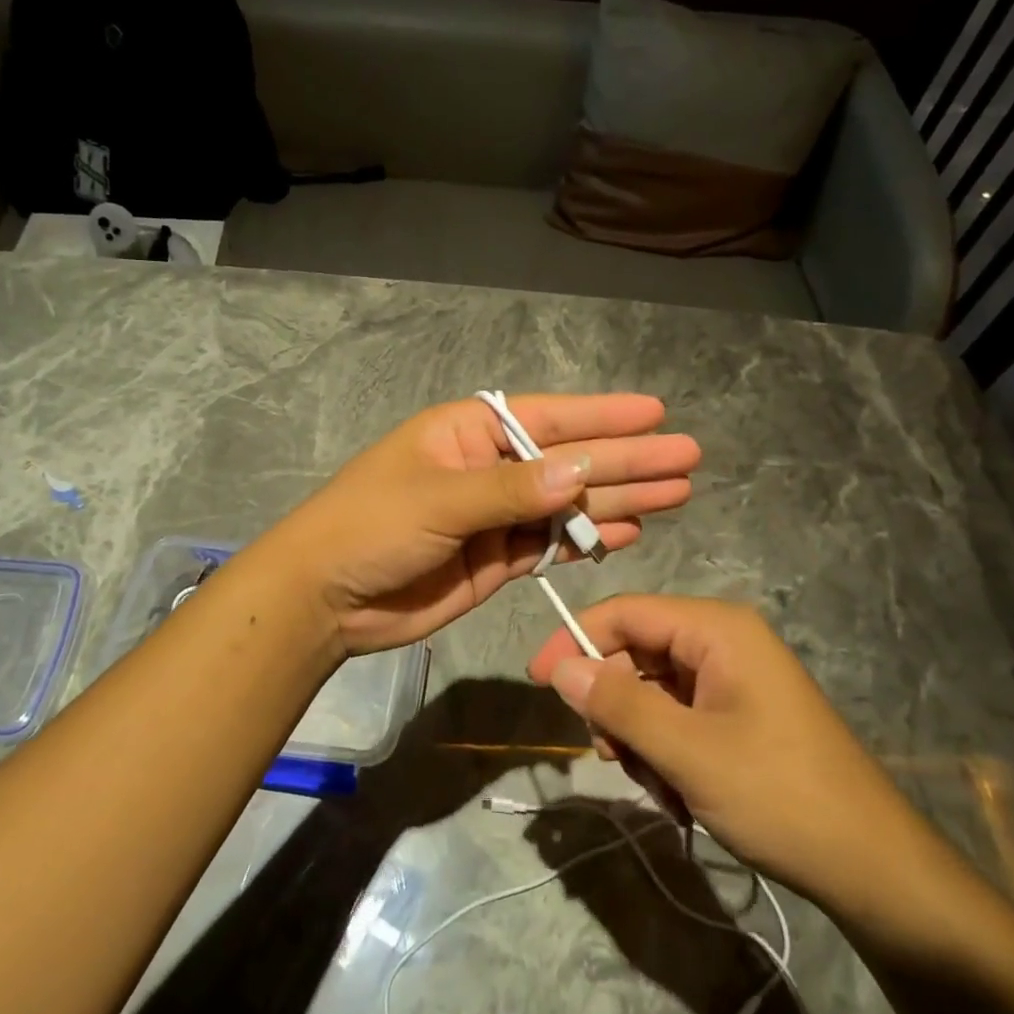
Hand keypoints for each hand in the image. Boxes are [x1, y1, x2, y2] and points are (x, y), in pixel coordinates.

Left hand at [260, 395, 699, 655]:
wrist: (326, 599)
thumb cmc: (371, 526)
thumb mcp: (439, 499)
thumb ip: (511, 490)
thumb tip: (581, 470)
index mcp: (470, 433)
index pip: (549, 419)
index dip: (604, 417)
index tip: (656, 414)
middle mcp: (490, 468)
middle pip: (570, 461)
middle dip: (627, 460)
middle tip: (687, 458)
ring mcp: (496, 516)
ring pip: (569, 504)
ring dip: (619, 500)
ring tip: (677, 494)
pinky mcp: (498, 559)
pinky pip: (552, 543)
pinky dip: (587, 539)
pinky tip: (628, 533)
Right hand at [527, 595, 933, 913]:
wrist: (874, 869)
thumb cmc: (780, 797)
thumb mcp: (688, 751)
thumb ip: (619, 703)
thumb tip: (559, 667)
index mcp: (716, 629)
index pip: (625, 612)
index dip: (575, 640)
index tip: (537, 681)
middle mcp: (723, 642)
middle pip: (636, 652)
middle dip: (615, 704)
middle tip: (608, 757)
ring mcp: (732, 680)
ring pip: (652, 690)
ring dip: (638, 737)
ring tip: (657, 787)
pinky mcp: (737, 715)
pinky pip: (676, 716)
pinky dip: (663, 751)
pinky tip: (677, 794)